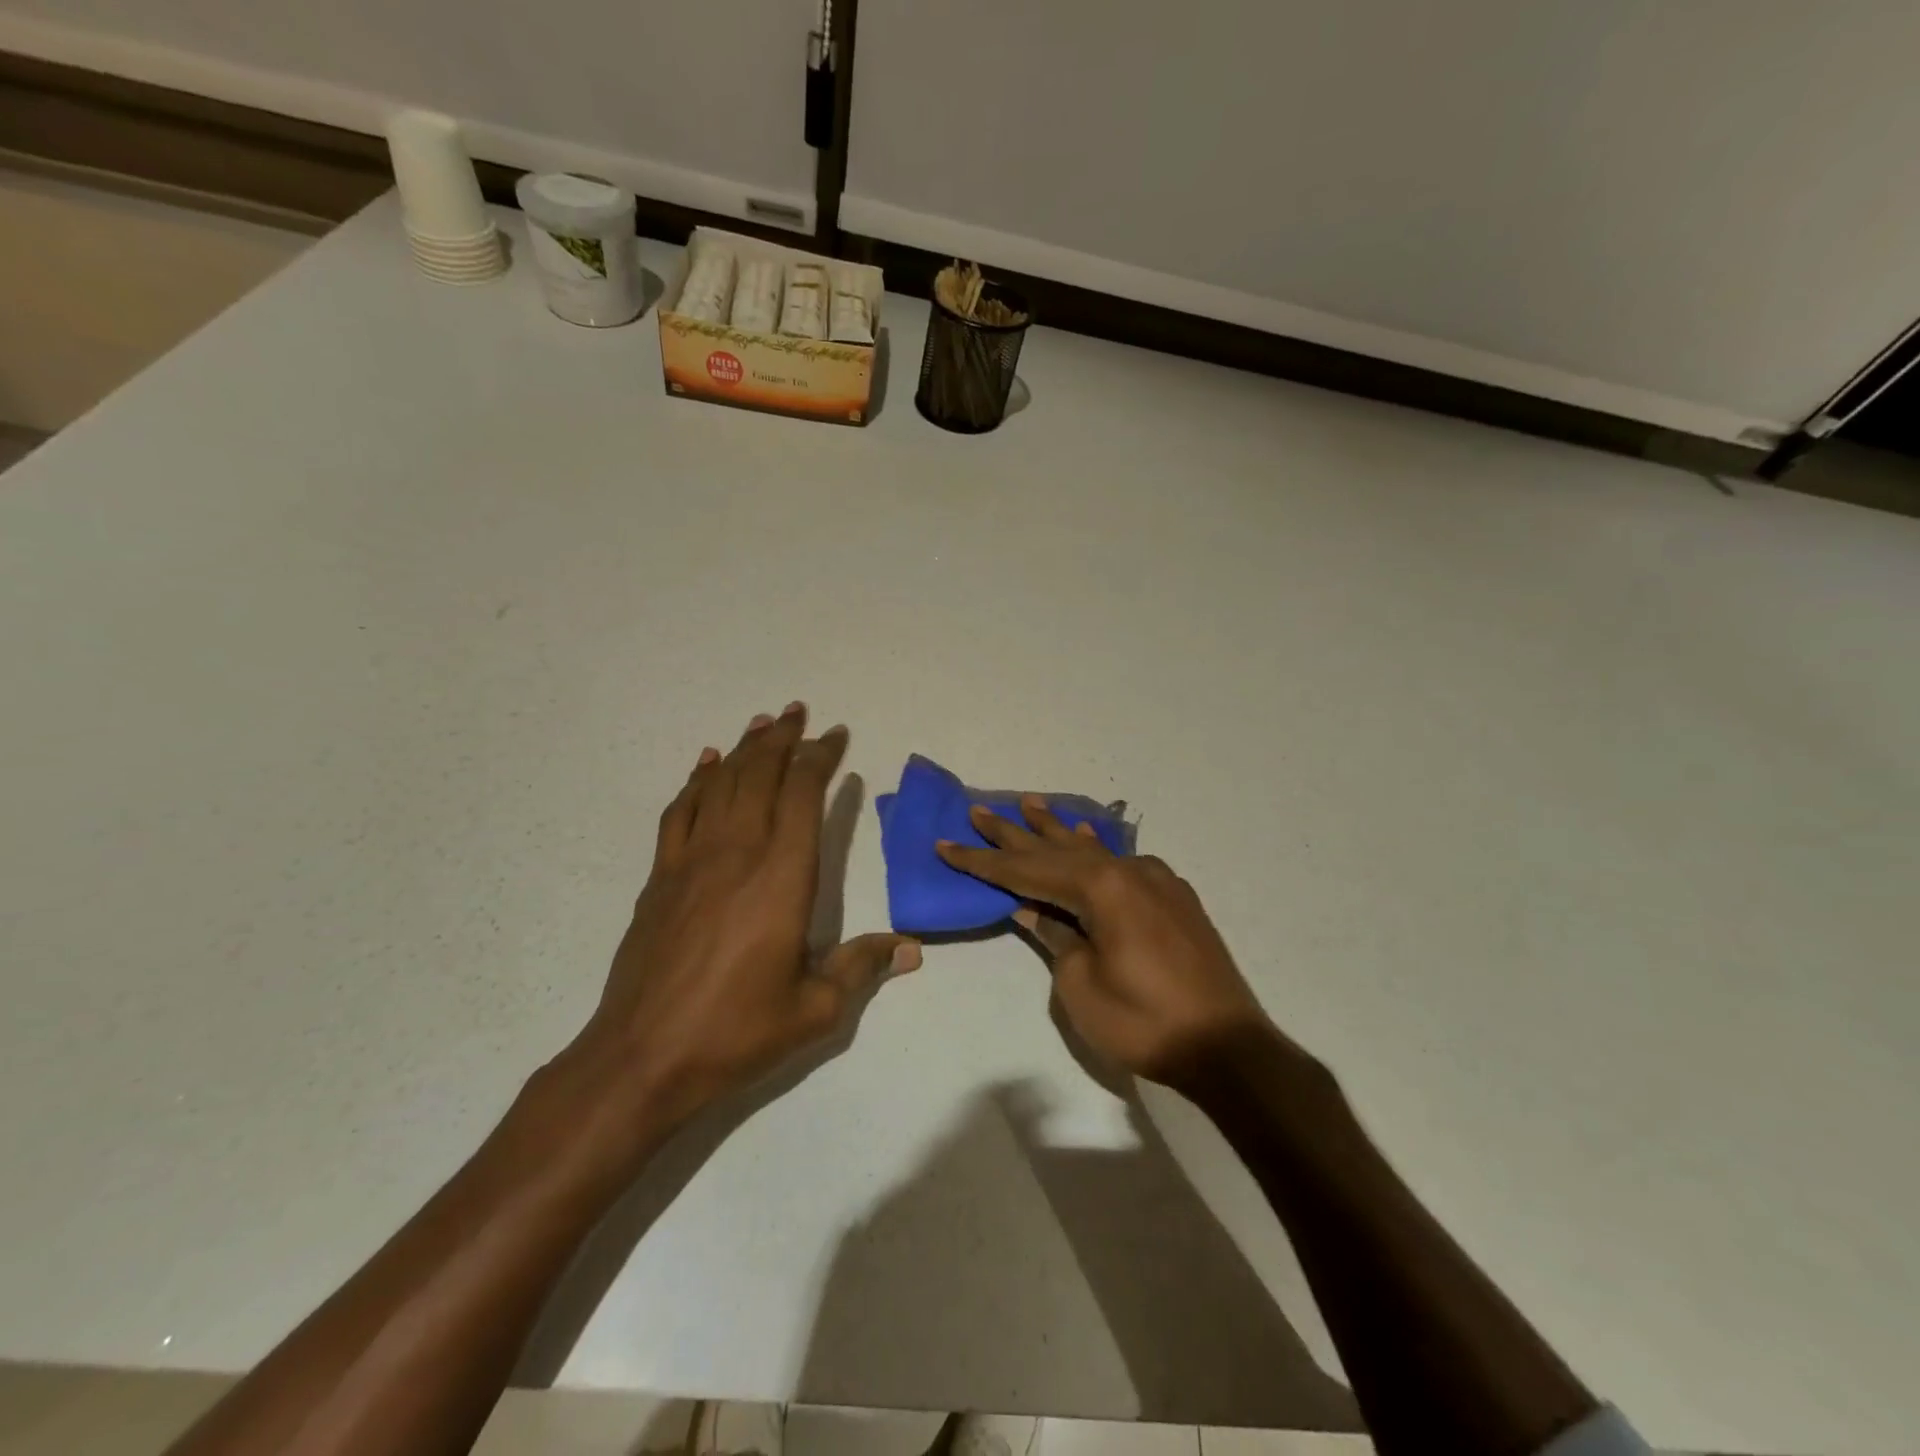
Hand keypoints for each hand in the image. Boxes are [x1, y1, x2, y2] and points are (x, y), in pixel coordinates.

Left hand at [571, 704, 918, 1137]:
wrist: (642, 1058)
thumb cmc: (737, 1032)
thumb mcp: (815, 1009)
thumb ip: (862, 967)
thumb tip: (911, 949)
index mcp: (782, 877)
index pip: (802, 795)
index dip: (820, 758)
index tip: (836, 736)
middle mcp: (737, 853)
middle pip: (759, 775)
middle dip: (782, 739)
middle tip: (798, 712)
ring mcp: (692, 861)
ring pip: (720, 784)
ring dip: (743, 749)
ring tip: (762, 724)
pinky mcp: (660, 877)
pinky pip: (680, 811)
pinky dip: (696, 780)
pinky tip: (705, 764)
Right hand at [937, 799, 1273, 1088]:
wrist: (1227, 1046)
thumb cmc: (1144, 1022)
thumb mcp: (1082, 986)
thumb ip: (1056, 937)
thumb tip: (1033, 909)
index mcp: (1101, 888)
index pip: (1026, 871)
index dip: (982, 861)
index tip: (946, 844)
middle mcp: (1128, 871)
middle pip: (1057, 849)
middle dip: (1015, 833)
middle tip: (979, 811)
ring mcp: (1155, 881)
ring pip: (1093, 849)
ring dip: (1057, 829)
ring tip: (1029, 804)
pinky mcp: (1173, 897)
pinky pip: (1122, 862)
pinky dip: (1095, 849)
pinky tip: (1086, 836)